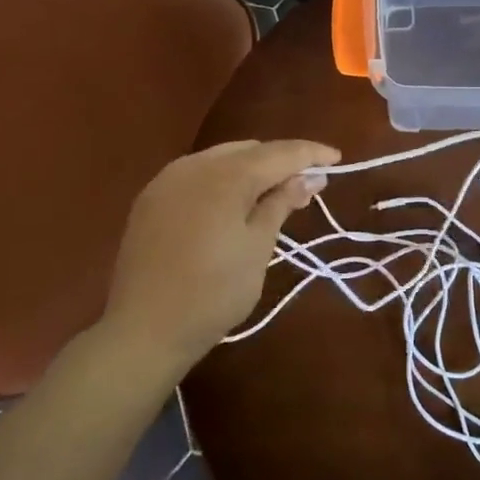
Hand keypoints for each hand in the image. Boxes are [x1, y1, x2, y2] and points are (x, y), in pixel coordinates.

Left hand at [102, 139, 339, 373]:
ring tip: (272, 194)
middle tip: (307, 186)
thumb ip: (281, 204)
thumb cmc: (213, 293)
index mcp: (226, 176)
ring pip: (221, 159)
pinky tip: (231, 203)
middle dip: (280, 162)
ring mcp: (167, 180)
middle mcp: (194, 165)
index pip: (279, 152)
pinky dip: (222, 181)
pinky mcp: (150, 199)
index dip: (310, 154)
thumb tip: (309, 177)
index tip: (336, 159)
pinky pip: (196, 175)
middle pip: (249, 150)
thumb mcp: (258, 248)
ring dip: (250, 169)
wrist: (143, 330)